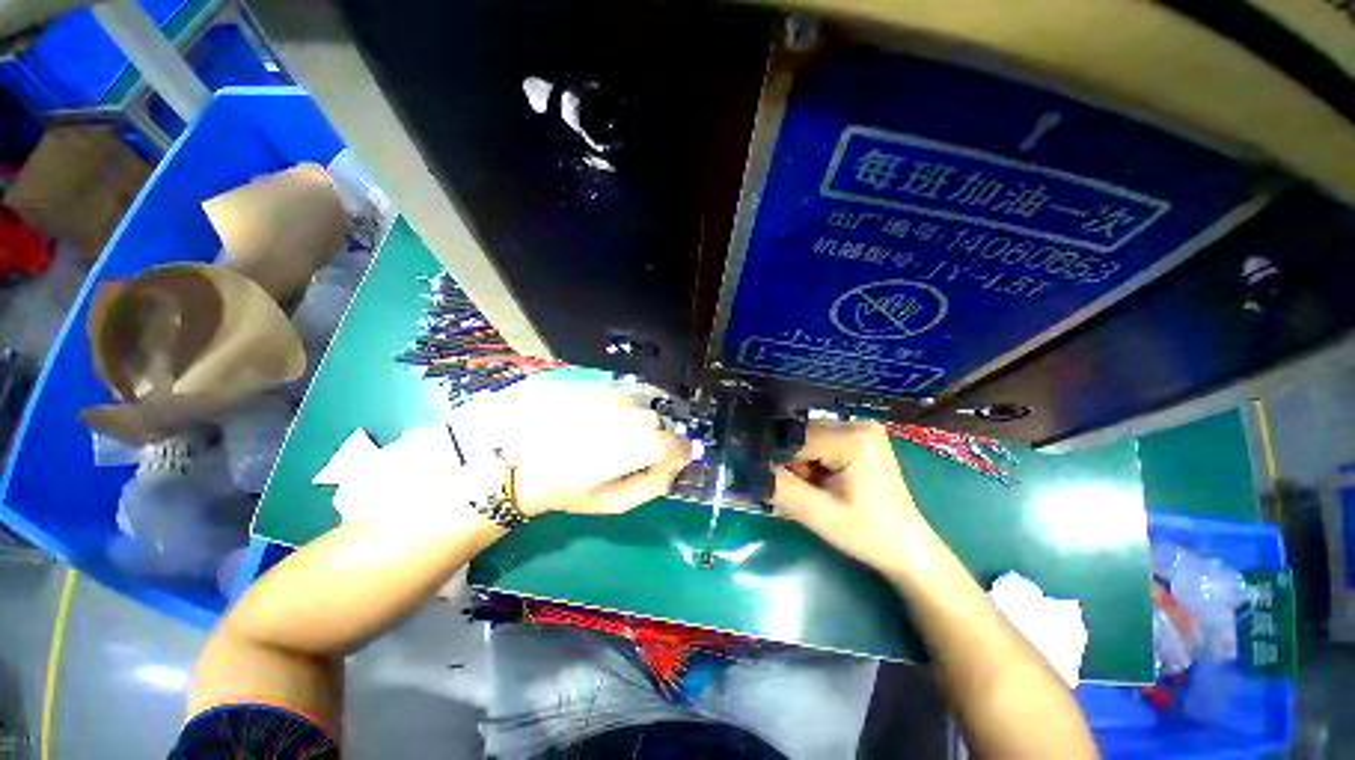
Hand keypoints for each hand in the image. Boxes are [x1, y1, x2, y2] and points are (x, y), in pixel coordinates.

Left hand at [493, 379, 688, 516]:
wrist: (524, 463)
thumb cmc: (570, 490)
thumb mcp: (616, 502)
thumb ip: (654, 484)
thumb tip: (677, 464)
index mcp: (626, 450)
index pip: (672, 443)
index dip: (676, 453)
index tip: (669, 462)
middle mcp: (622, 417)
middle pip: (655, 424)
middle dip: (653, 439)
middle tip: (632, 456)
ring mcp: (607, 398)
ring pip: (640, 409)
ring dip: (635, 425)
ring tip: (611, 441)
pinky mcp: (595, 389)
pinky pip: (624, 399)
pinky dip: (622, 413)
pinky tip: (601, 426)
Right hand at [771, 420, 936, 576]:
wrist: (906, 547)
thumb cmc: (867, 533)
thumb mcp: (818, 514)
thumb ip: (779, 488)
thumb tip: (746, 466)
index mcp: (853, 438)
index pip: (794, 438)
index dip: (778, 460)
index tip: (775, 483)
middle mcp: (857, 422)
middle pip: (801, 436)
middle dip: (793, 463)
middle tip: (805, 492)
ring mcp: (861, 426)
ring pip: (807, 439)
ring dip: (803, 463)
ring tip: (818, 490)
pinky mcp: (860, 435)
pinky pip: (820, 441)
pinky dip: (814, 461)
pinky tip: (825, 481)